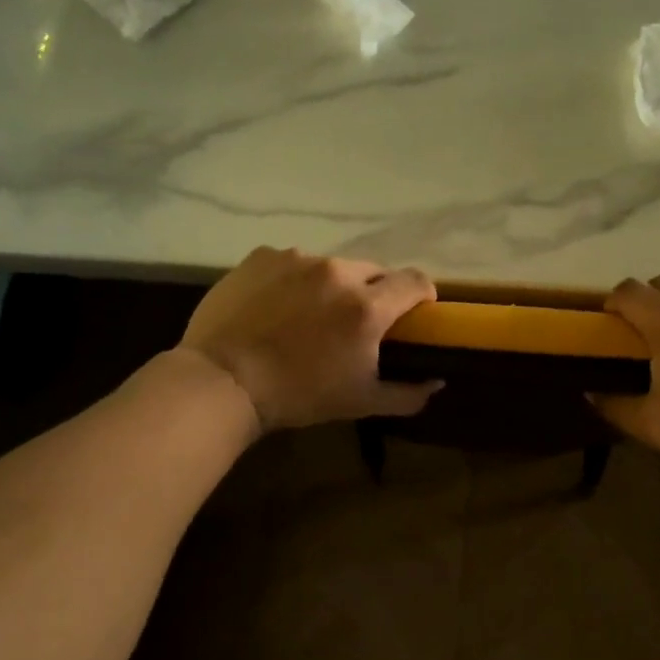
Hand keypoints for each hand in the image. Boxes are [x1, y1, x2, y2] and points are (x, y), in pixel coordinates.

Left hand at [178, 247, 441, 431]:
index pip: (416, 280)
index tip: (414, 313)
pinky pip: (292, 263)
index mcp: (367, 306)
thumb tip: (437, 381)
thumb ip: (408, 393)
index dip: (422, 295)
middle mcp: (337, 272)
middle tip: (355, 322)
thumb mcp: (360, 403)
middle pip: (374, 271)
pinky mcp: (262, 257)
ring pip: (331, 266)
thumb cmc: (299, 395)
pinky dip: (294, 280)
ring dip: (332, 286)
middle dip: (374, 293)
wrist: (223, 381)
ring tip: (308, 316)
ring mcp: (297, 259)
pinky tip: (275, 307)